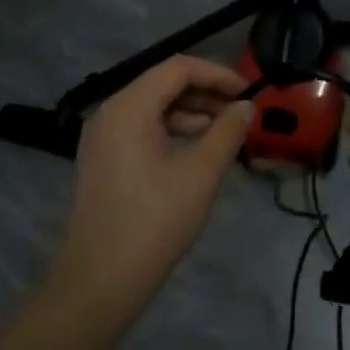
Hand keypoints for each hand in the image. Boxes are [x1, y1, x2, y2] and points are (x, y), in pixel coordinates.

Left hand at [50, 57, 253, 311]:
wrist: (100, 281)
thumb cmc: (154, 222)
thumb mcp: (201, 174)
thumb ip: (227, 132)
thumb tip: (247, 106)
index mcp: (129, 107)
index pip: (178, 68)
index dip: (217, 73)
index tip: (248, 91)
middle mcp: (110, 112)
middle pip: (163, 84)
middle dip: (205, 93)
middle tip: (241, 112)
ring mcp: (102, 137)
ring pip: (152, 107)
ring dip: (190, 113)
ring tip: (225, 133)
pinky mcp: (103, 159)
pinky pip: (141, 129)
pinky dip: (171, 131)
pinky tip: (196, 152)